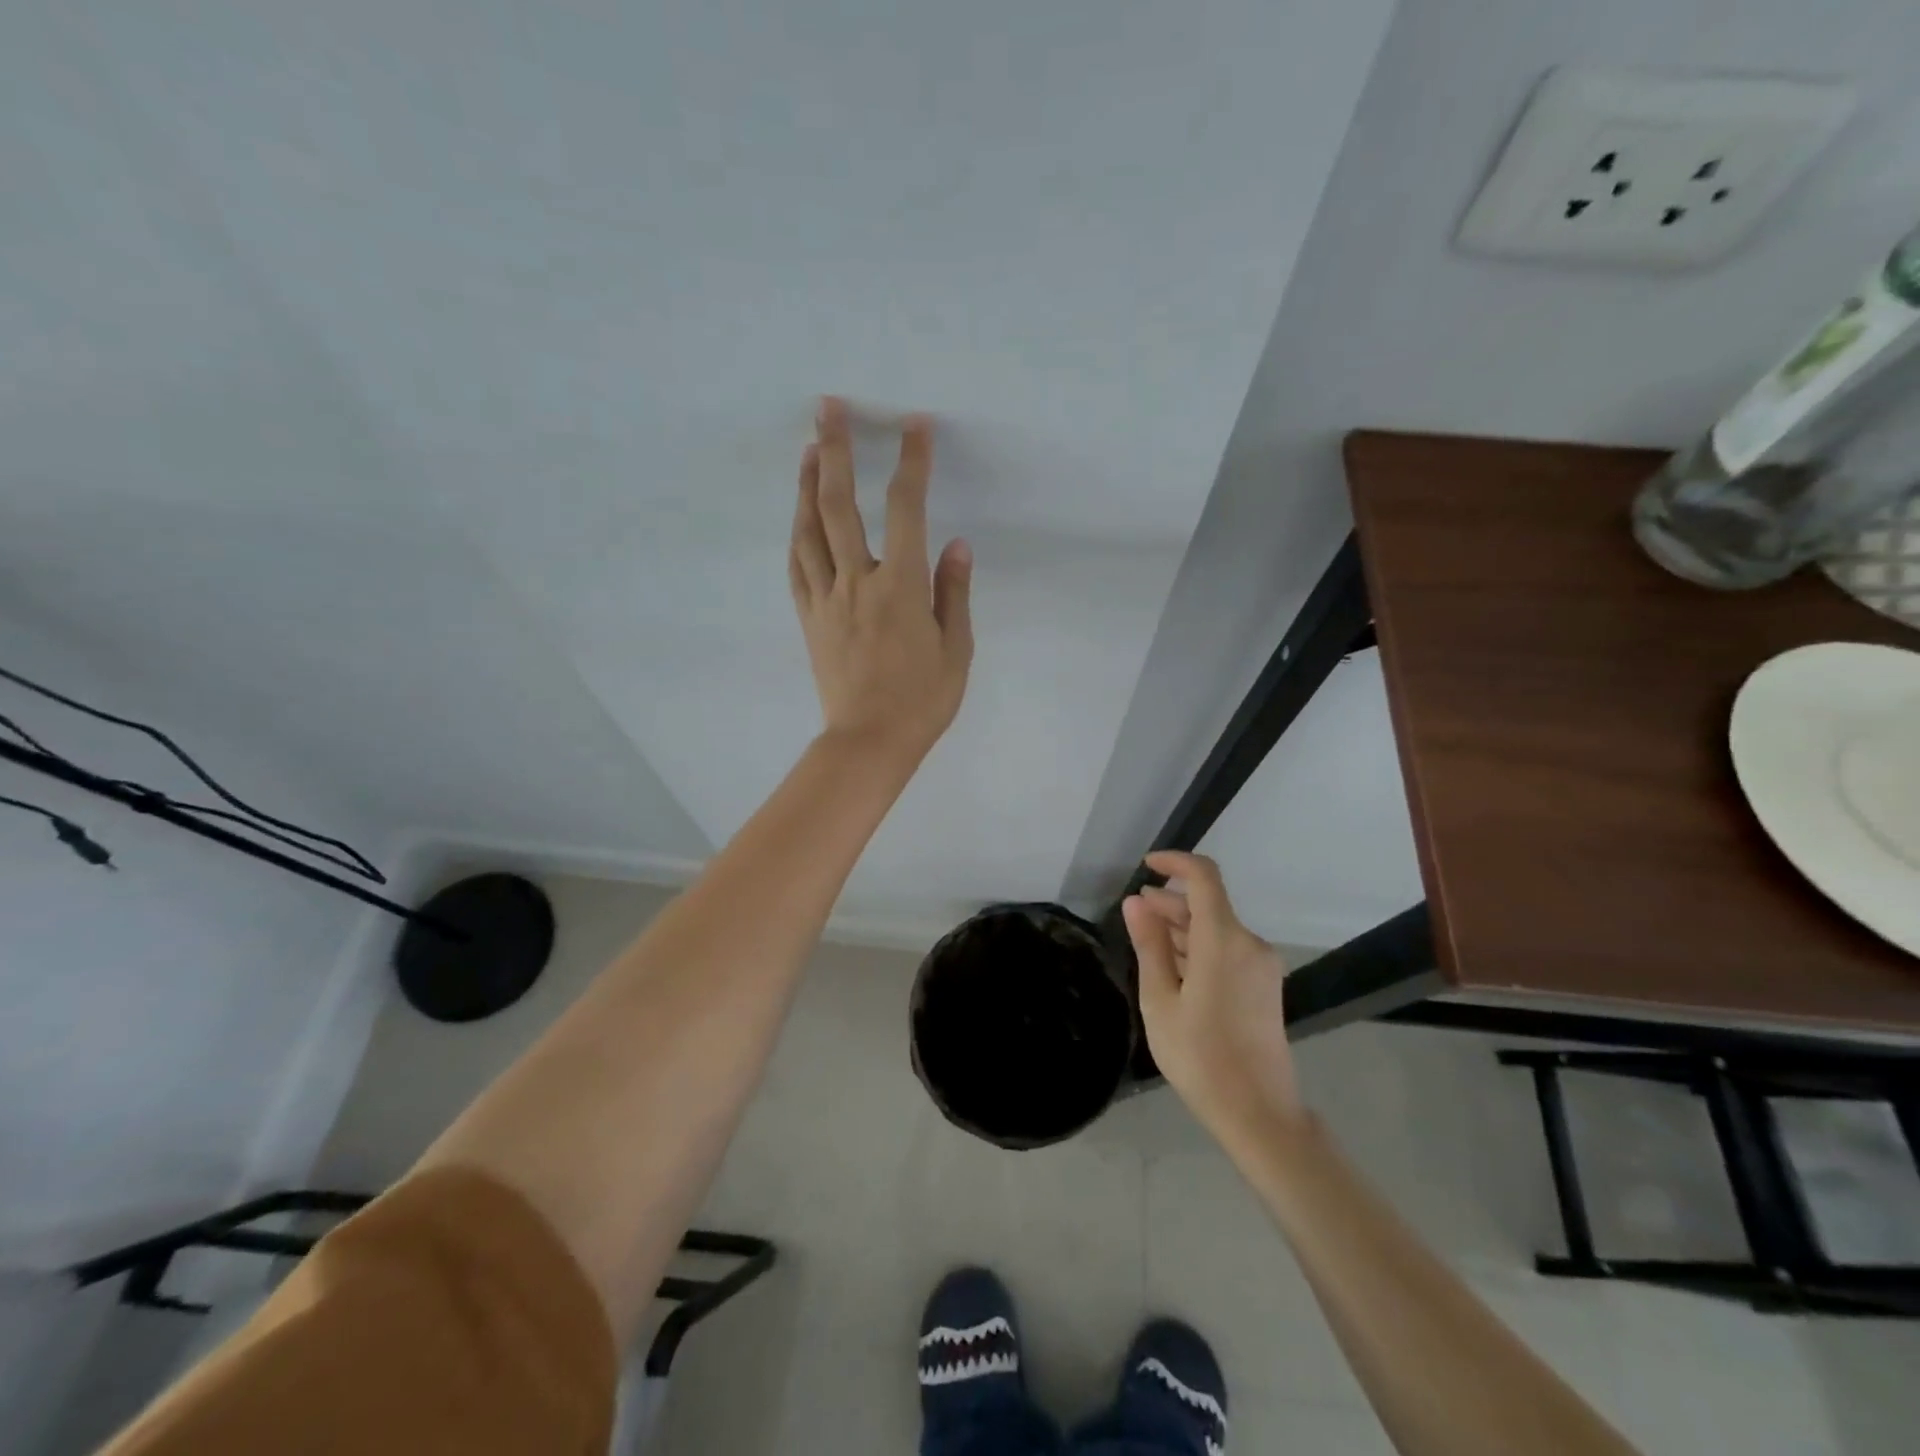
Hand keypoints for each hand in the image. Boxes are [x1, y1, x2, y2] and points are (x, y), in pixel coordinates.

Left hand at [789, 398, 973, 764]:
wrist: (869, 742)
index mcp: (901, 586)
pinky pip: (796, 567)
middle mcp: (858, 581)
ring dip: (806, 484)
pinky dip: (796, 534)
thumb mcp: (957, 650)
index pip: (906, 508)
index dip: (911, 462)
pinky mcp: (809, 619)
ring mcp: (826, 599)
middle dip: (834, 449)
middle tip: (829, 408)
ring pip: (808, 529)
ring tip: (807, 449)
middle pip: (839, 503)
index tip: (914, 425)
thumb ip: (954, 593)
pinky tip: (797, 516)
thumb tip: (956, 545)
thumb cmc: (923, 701)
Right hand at [1123, 851, 1303, 1139]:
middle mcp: (1249, 943)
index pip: (1204, 877)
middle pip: (1208, 904)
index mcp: (1224, 940)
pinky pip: (1228, 949)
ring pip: (1217, 928)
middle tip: (1134, 916)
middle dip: (1170, 902)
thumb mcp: (1159, 999)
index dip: (1174, 863)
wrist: (1258, 1112)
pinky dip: (1199, 948)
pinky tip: (1174, 967)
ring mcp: (1261, 965)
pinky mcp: (1264, 985)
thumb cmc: (1199, 1056)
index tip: (1145, 867)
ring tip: (1147, 943)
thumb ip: (1149, 944)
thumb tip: (1136, 902)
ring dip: (1182, 927)